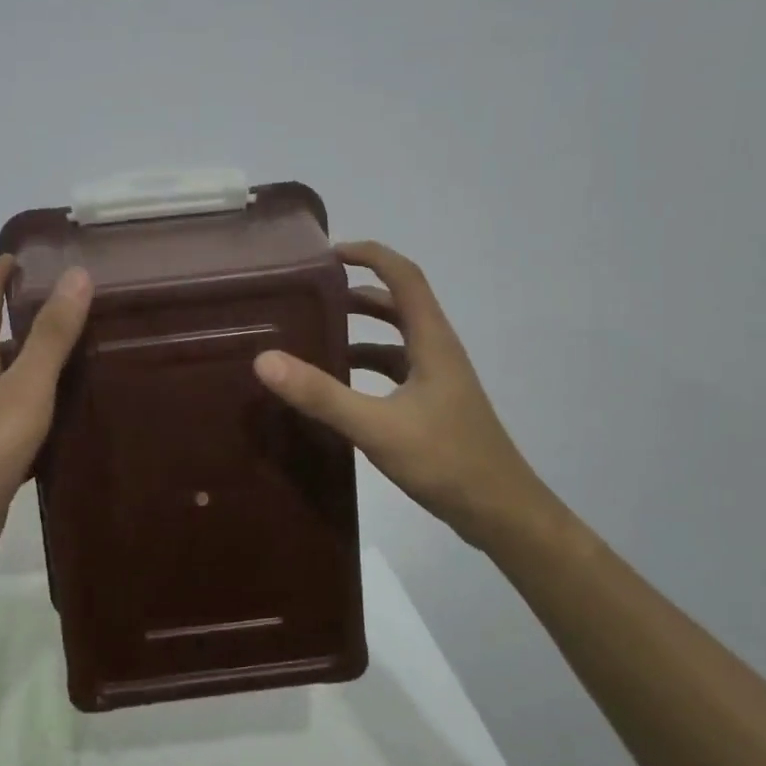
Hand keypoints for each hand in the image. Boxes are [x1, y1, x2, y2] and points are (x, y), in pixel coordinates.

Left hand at [0, 255, 92, 572]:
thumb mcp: (26, 386)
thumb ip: (52, 334)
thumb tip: (76, 274)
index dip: (0, 274)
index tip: (25, 254)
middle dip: (29, 316)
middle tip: (76, 304)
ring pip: (12, 378)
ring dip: (39, 362)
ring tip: (83, 352)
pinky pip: (20, 414)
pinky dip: (42, 404)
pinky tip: (70, 412)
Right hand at [253, 241, 569, 555]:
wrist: (501, 512)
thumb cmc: (446, 460)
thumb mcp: (376, 427)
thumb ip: (321, 394)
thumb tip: (265, 360)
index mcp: (431, 340)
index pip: (404, 275)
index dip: (369, 254)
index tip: (326, 253)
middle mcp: (436, 350)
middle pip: (397, 303)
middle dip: (355, 290)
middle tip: (309, 294)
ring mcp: (437, 379)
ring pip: (395, 338)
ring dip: (360, 329)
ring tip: (314, 333)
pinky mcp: (433, 405)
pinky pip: (394, 369)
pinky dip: (366, 365)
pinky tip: (338, 384)